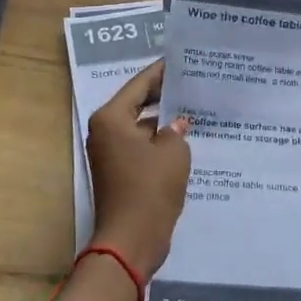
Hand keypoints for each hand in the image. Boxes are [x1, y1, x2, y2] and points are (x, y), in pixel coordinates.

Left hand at [86, 61, 191, 279]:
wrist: (131, 240)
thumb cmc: (150, 188)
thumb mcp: (173, 152)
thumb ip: (176, 130)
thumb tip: (177, 124)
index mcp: (111, 118)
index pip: (139, 85)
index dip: (162, 73)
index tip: (182, 60)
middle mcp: (106, 132)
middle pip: (138, 104)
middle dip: (164, 96)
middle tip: (193, 83)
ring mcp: (111, 154)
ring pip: (141, 127)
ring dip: (164, 121)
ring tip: (195, 108)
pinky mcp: (121, 173)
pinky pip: (143, 147)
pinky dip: (160, 142)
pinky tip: (186, 139)